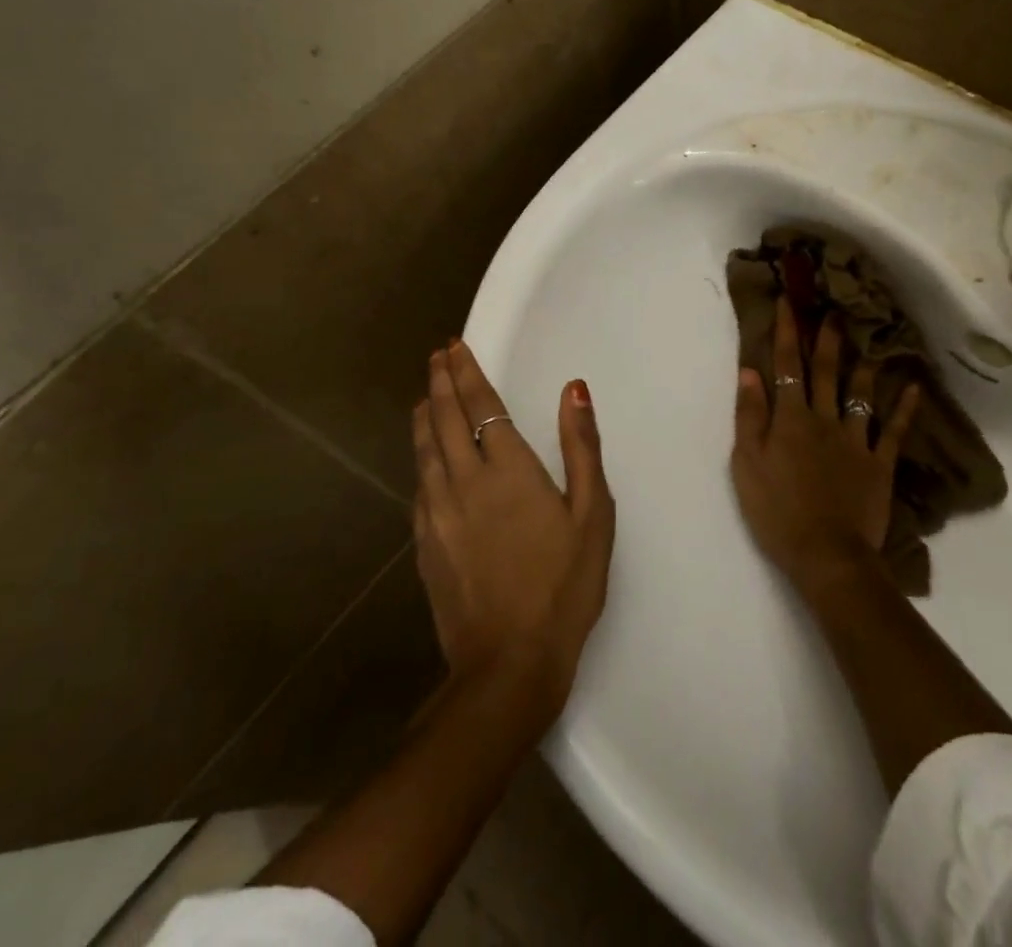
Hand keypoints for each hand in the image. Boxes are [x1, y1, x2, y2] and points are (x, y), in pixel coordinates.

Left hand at [411, 340, 614, 717]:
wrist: (508, 663)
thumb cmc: (563, 586)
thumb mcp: (591, 515)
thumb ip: (581, 447)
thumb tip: (574, 389)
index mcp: (508, 469)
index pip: (481, 406)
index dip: (467, 373)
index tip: (455, 348)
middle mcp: (466, 480)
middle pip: (445, 418)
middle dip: (441, 382)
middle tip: (437, 357)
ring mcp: (439, 512)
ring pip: (425, 448)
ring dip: (424, 414)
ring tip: (423, 394)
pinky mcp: (426, 541)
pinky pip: (420, 483)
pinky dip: (420, 456)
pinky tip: (424, 457)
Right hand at [731, 297, 919, 595]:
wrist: (826, 554)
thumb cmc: (777, 510)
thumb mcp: (747, 463)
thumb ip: (750, 415)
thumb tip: (751, 372)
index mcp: (790, 419)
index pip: (786, 366)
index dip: (786, 332)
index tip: (787, 301)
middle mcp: (824, 420)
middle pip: (825, 372)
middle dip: (826, 339)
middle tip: (833, 311)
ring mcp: (855, 441)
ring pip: (859, 395)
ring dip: (861, 366)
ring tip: (867, 343)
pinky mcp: (879, 464)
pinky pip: (893, 431)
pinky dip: (905, 409)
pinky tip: (914, 389)